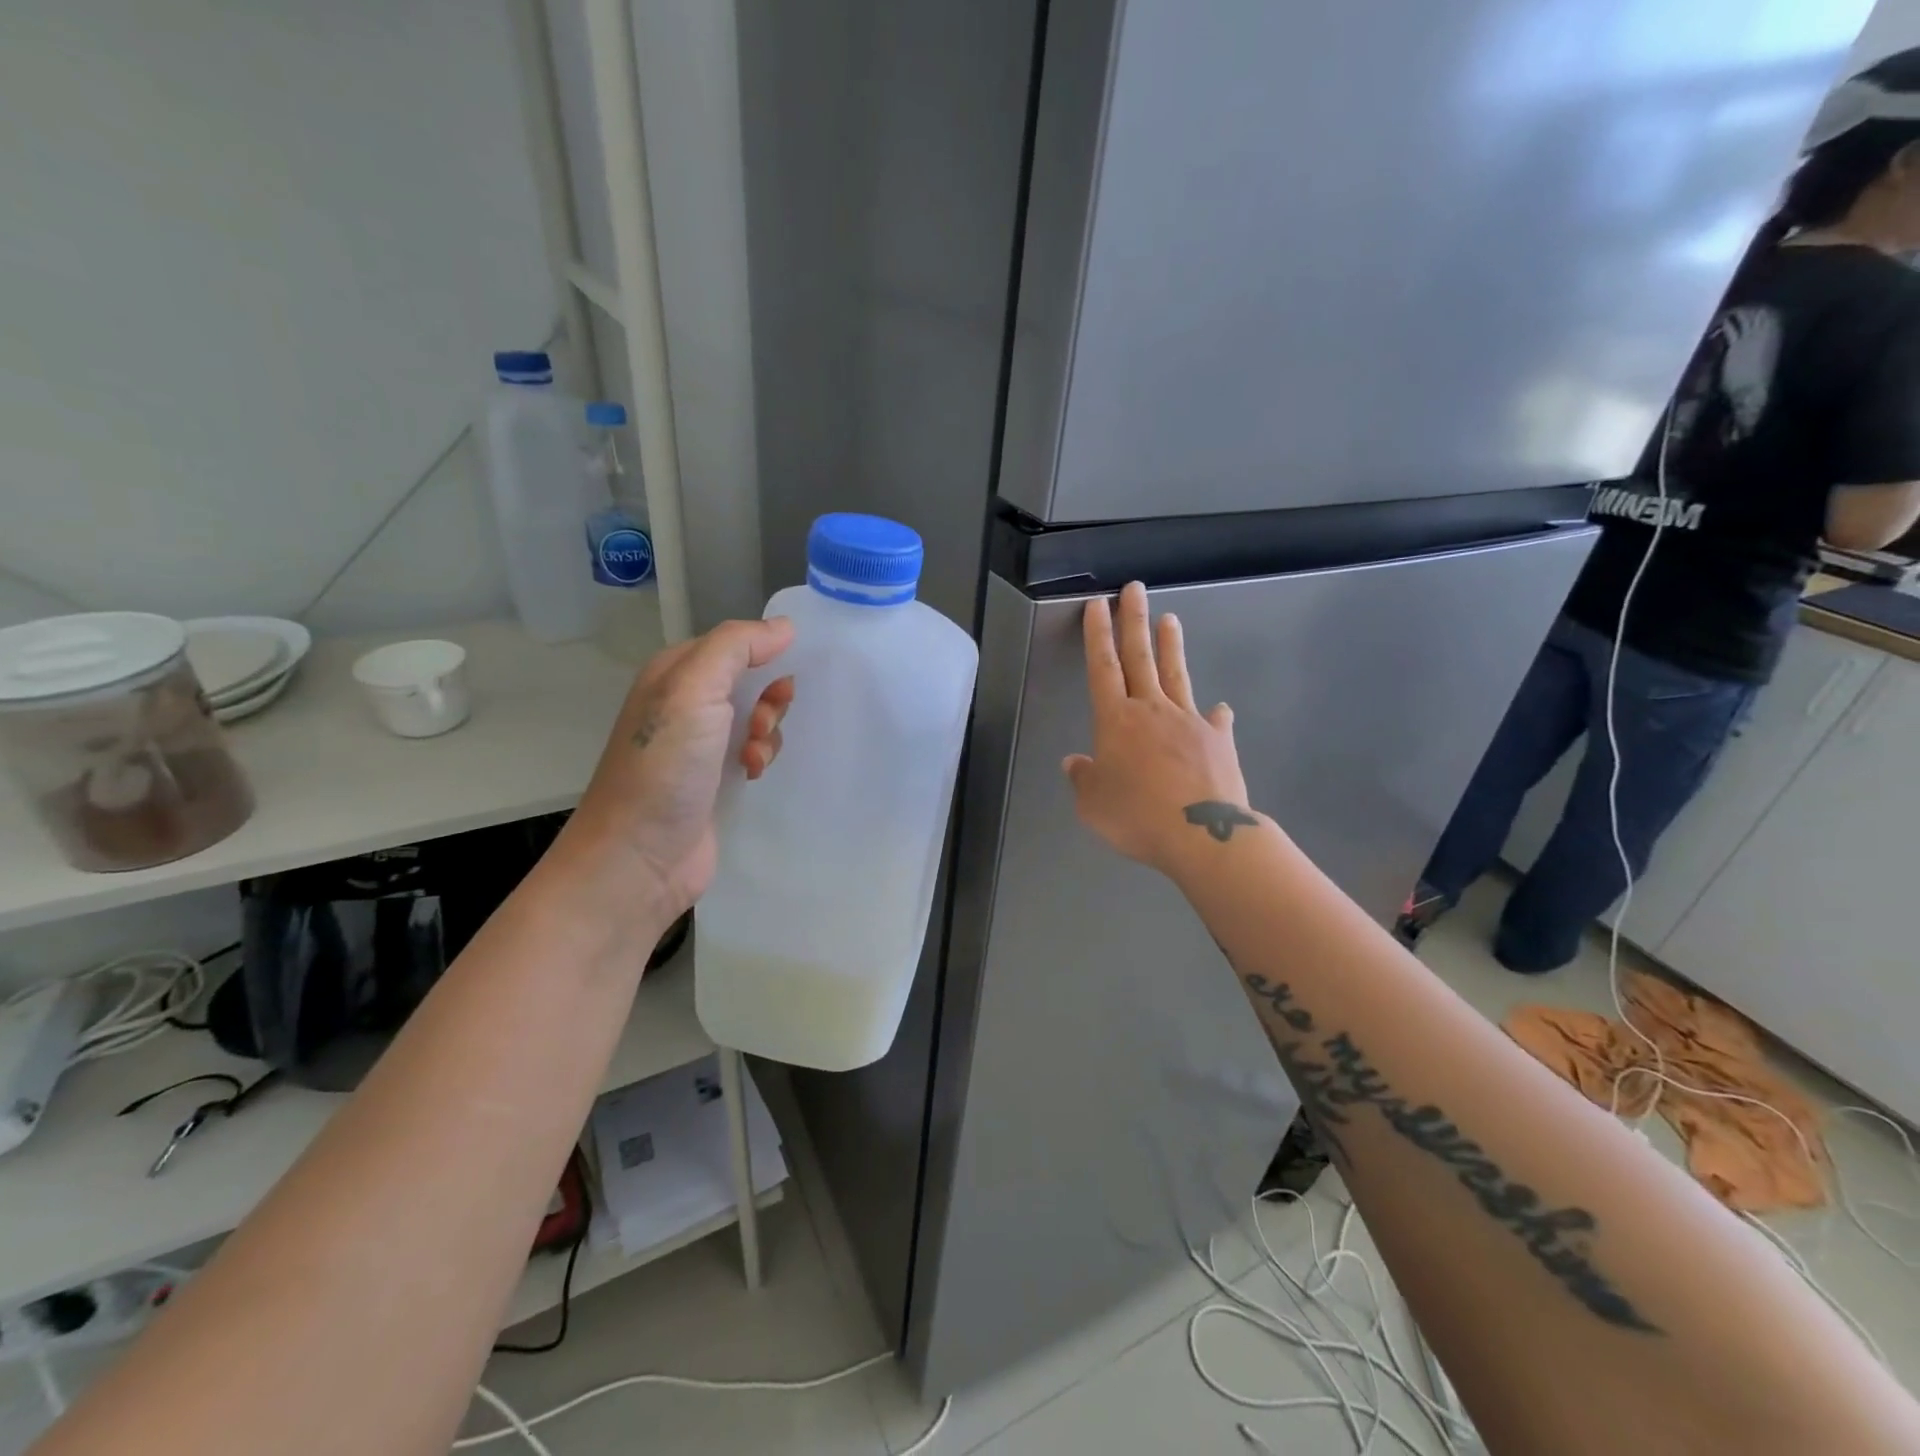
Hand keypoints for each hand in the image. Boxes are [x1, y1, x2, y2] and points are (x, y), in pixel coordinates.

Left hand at [564, 618, 795, 921]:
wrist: (639, 857)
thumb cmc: (664, 766)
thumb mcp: (694, 690)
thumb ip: (737, 647)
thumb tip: (785, 627)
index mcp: (676, 673)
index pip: (735, 644)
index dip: (766, 655)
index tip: (785, 678)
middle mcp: (686, 704)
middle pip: (751, 681)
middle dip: (770, 698)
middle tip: (762, 723)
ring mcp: (700, 745)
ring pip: (758, 719)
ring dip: (769, 733)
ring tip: (755, 757)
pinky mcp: (715, 780)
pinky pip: (754, 753)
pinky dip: (762, 759)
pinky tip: (753, 775)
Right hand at [1063, 582, 1256, 875]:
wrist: (1201, 834)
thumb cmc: (1136, 817)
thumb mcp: (1093, 804)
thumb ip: (1083, 779)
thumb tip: (1075, 763)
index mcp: (1116, 720)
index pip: (1103, 667)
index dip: (1098, 635)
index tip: (1098, 605)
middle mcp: (1151, 710)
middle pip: (1140, 657)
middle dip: (1134, 621)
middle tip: (1134, 589)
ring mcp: (1188, 721)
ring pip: (1176, 675)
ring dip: (1170, 646)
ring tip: (1170, 619)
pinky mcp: (1218, 740)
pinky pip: (1213, 721)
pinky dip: (1214, 713)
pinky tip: (1219, 708)